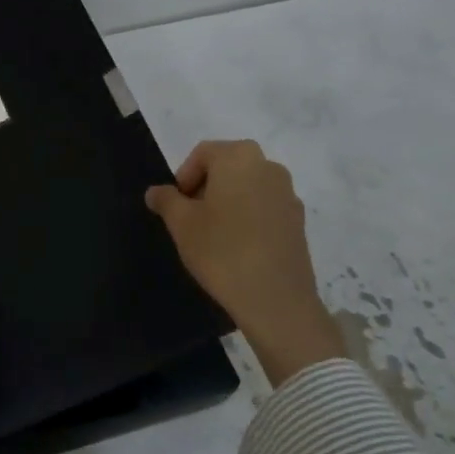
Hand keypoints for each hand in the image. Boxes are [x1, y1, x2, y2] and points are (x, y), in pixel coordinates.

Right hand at [145, 140, 345, 385]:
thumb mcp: (181, 224)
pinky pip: (265, 208)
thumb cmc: (221, 250)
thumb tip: (156, 191)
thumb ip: (166, 200)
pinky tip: (239, 246)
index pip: (203, 154)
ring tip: (215, 234)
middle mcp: (268, 166)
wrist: (275, 299)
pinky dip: (249, 217)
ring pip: (248, 187)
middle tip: (191, 218)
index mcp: (238, 157)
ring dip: (228, 202)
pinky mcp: (298, 220)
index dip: (184, 177)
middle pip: (228, 167)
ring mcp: (288, 194)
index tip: (176, 206)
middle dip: (206, 187)